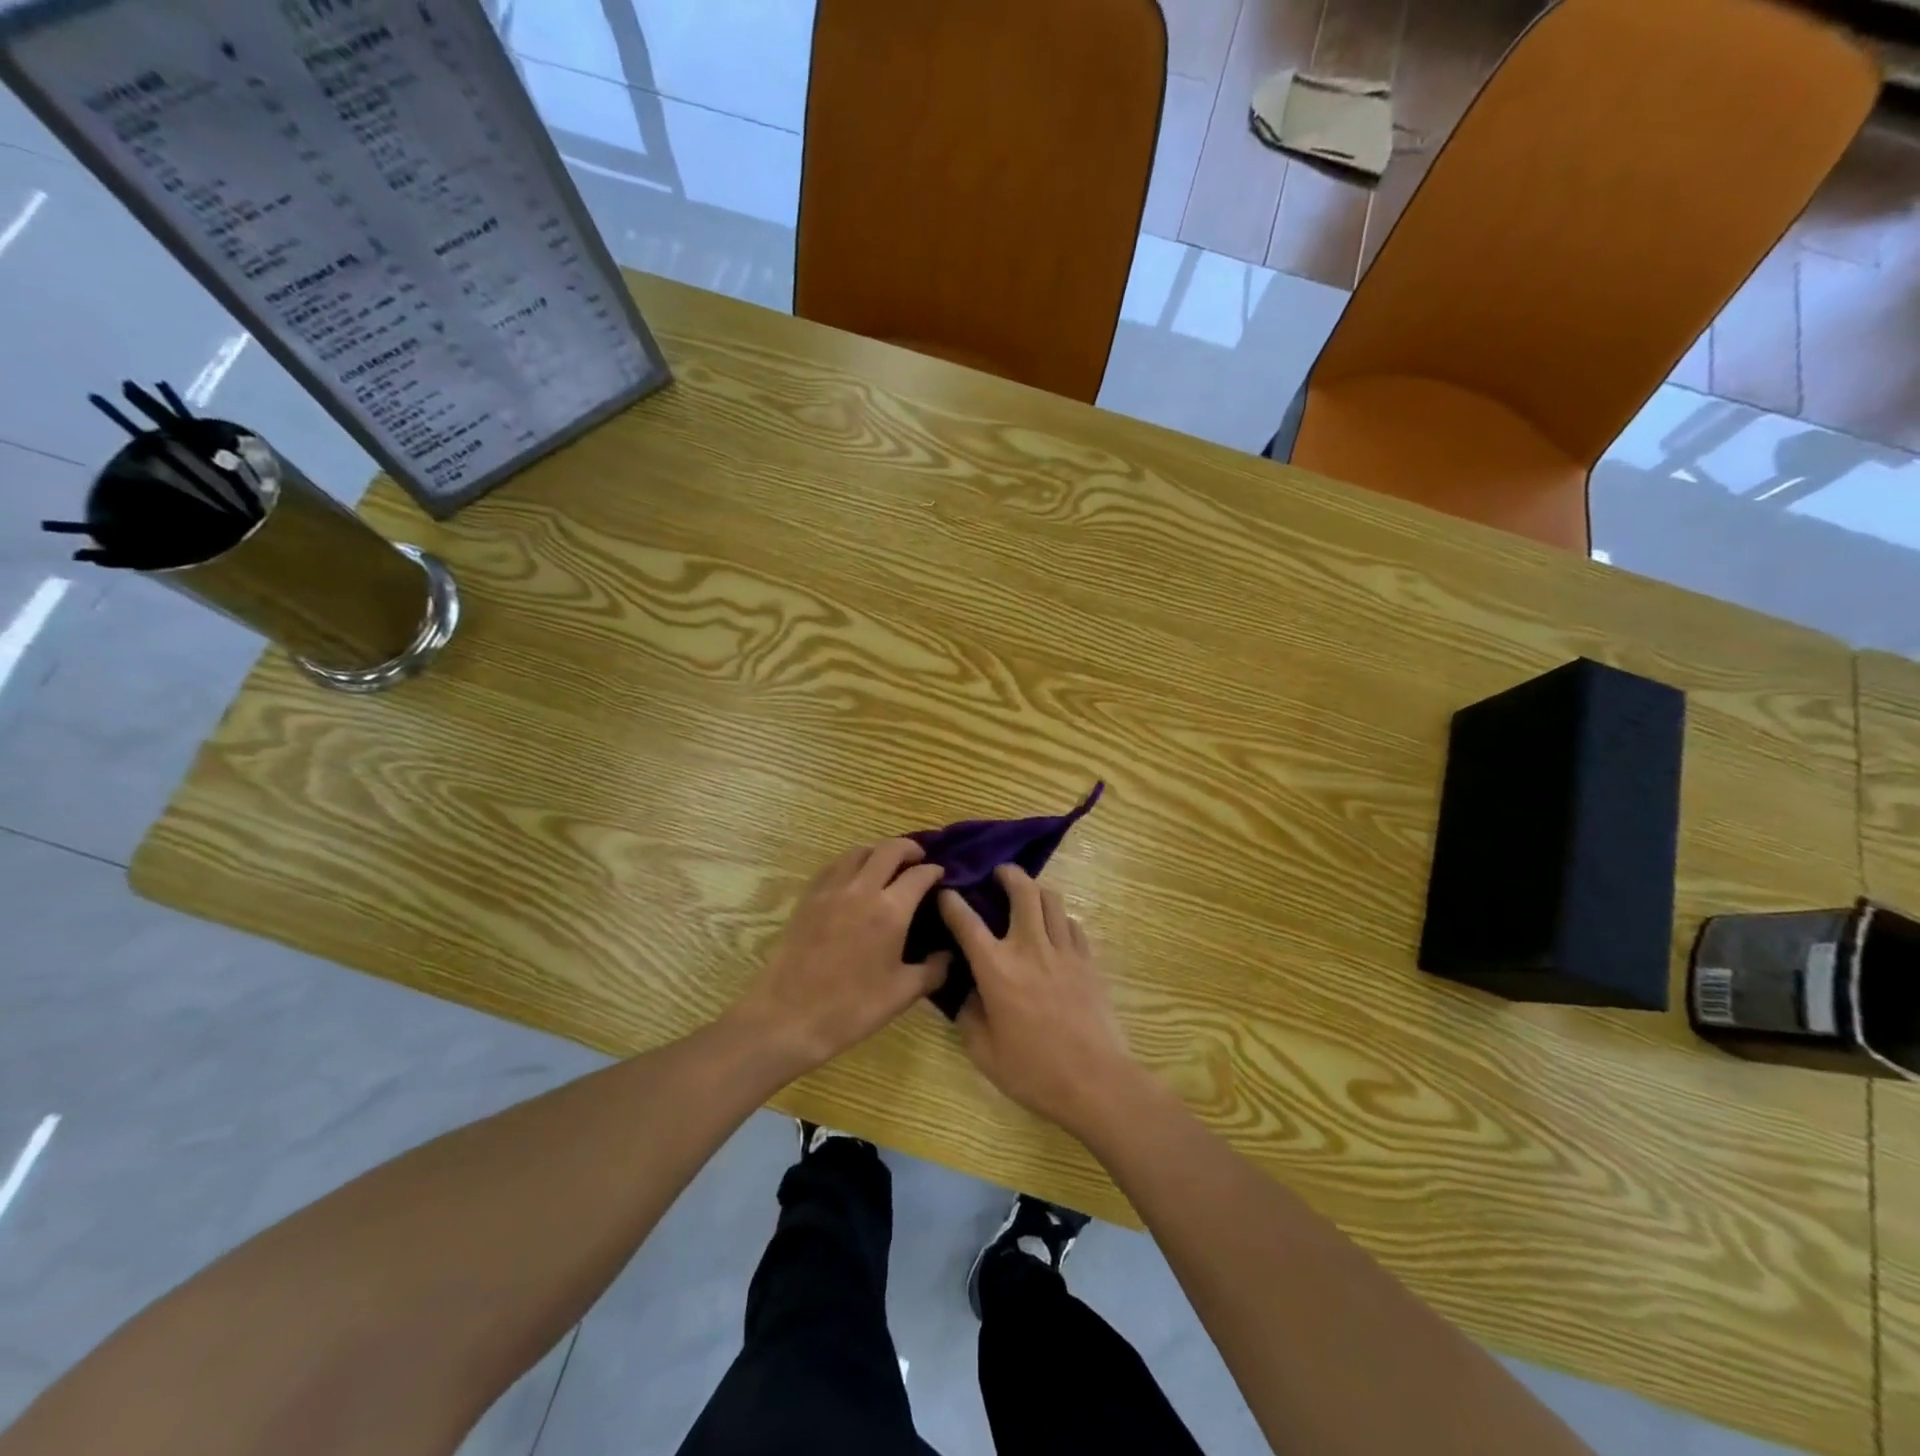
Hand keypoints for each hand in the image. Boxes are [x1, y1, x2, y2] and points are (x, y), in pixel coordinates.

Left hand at [731, 840, 948, 1073]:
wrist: (789, 1017)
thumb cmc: (852, 1008)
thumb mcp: (903, 994)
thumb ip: (934, 970)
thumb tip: (949, 954)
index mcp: (890, 910)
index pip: (920, 874)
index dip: (935, 871)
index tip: (941, 876)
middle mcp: (862, 889)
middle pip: (889, 849)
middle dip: (909, 849)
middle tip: (919, 859)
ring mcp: (831, 890)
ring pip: (859, 851)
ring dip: (879, 852)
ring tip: (888, 866)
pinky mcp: (808, 897)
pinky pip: (834, 866)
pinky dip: (851, 863)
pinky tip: (855, 879)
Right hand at [939, 867, 1141, 1136]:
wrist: (1096, 1082)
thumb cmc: (1034, 1072)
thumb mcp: (984, 1053)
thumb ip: (969, 1017)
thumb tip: (967, 994)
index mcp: (997, 969)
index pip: (967, 922)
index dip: (952, 902)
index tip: (946, 893)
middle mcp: (1030, 948)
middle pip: (1022, 890)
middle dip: (1008, 874)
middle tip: (999, 873)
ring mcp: (1064, 951)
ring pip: (1052, 899)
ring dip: (1036, 889)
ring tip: (1028, 894)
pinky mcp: (1088, 960)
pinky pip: (1072, 924)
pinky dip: (1060, 918)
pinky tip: (1055, 929)